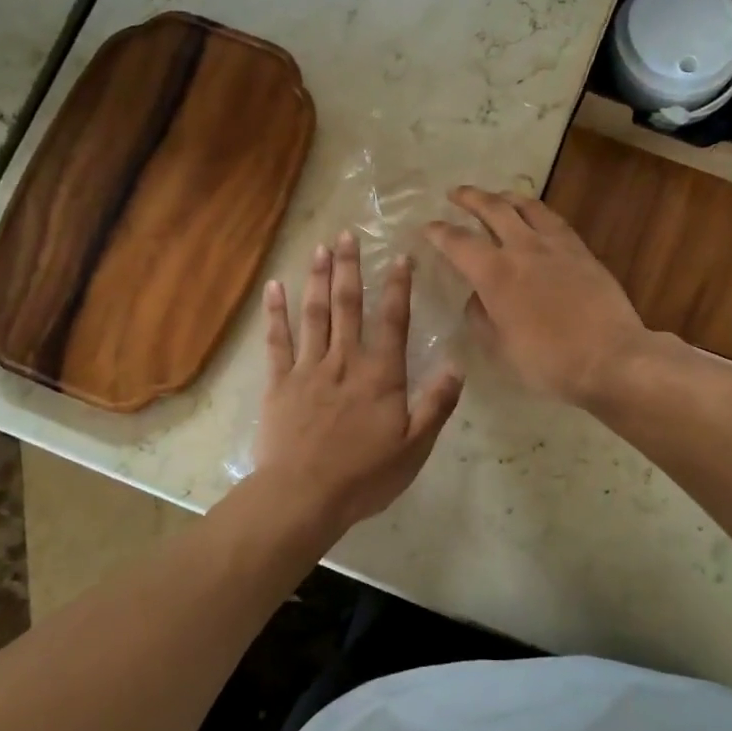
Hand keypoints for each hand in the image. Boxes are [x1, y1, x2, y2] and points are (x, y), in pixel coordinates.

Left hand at [252, 232, 463, 534]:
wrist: (303, 496)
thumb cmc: (364, 476)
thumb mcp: (415, 447)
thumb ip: (436, 404)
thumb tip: (457, 364)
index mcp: (380, 374)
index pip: (393, 320)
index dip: (398, 287)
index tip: (400, 257)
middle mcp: (344, 361)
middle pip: (348, 305)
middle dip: (350, 267)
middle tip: (347, 234)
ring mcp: (308, 368)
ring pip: (314, 314)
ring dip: (318, 278)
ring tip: (320, 247)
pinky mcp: (280, 383)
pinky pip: (277, 340)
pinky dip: (275, 312)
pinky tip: (274, 287)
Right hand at [425, 187, 650, 405]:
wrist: (611, 358)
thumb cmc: (549, 362)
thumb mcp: (501, 349)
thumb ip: (482, 318)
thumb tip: (477, 299)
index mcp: (496, 274)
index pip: (458, 242)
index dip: (438, 232)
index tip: (427, 227)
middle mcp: (523, 249)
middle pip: (493, 209)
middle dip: (470, 197)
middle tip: (455, 193)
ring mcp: (556, 246)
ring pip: (527, 206)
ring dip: (505, 197)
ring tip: (496, 196)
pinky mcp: (581, 251)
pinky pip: (553, 219)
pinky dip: (536, 210)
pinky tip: (536, 216)